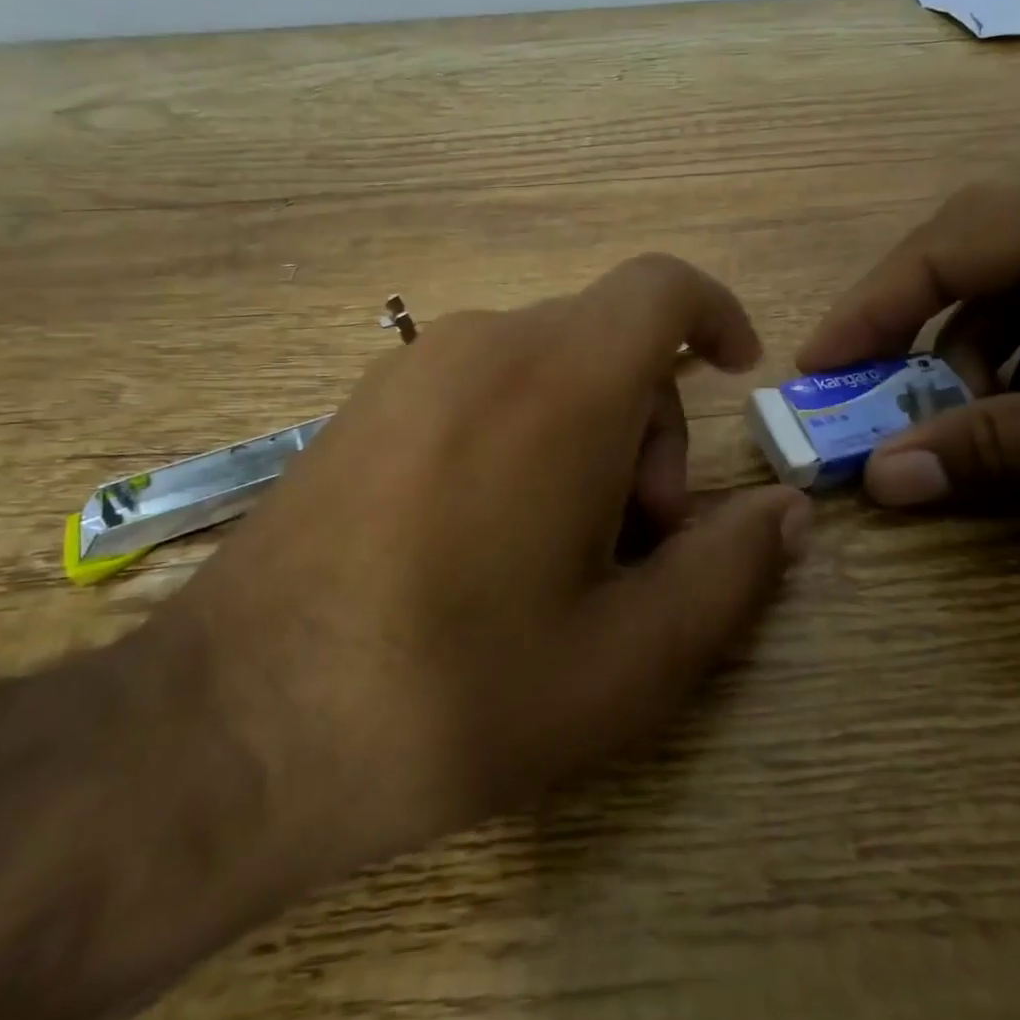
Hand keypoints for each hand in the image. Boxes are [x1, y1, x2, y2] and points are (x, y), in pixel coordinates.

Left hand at [160, 255, 810, 875]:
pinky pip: (482, 383)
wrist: (235, 729)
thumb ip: (729, 570)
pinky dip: (525, 430)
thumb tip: (785, 510)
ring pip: (547, 363)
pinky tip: (489, 537)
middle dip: (651, 424)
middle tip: (637, 539)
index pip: (661, 289)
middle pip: (609, 340)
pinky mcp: (364, 405)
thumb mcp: (630, 659)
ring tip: (562, 551)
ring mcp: (410, 369)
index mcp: (559, 385)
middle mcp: (483, 345)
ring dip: (588, 432)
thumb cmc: (455, 695)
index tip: (736, 376)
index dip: (715, 315)